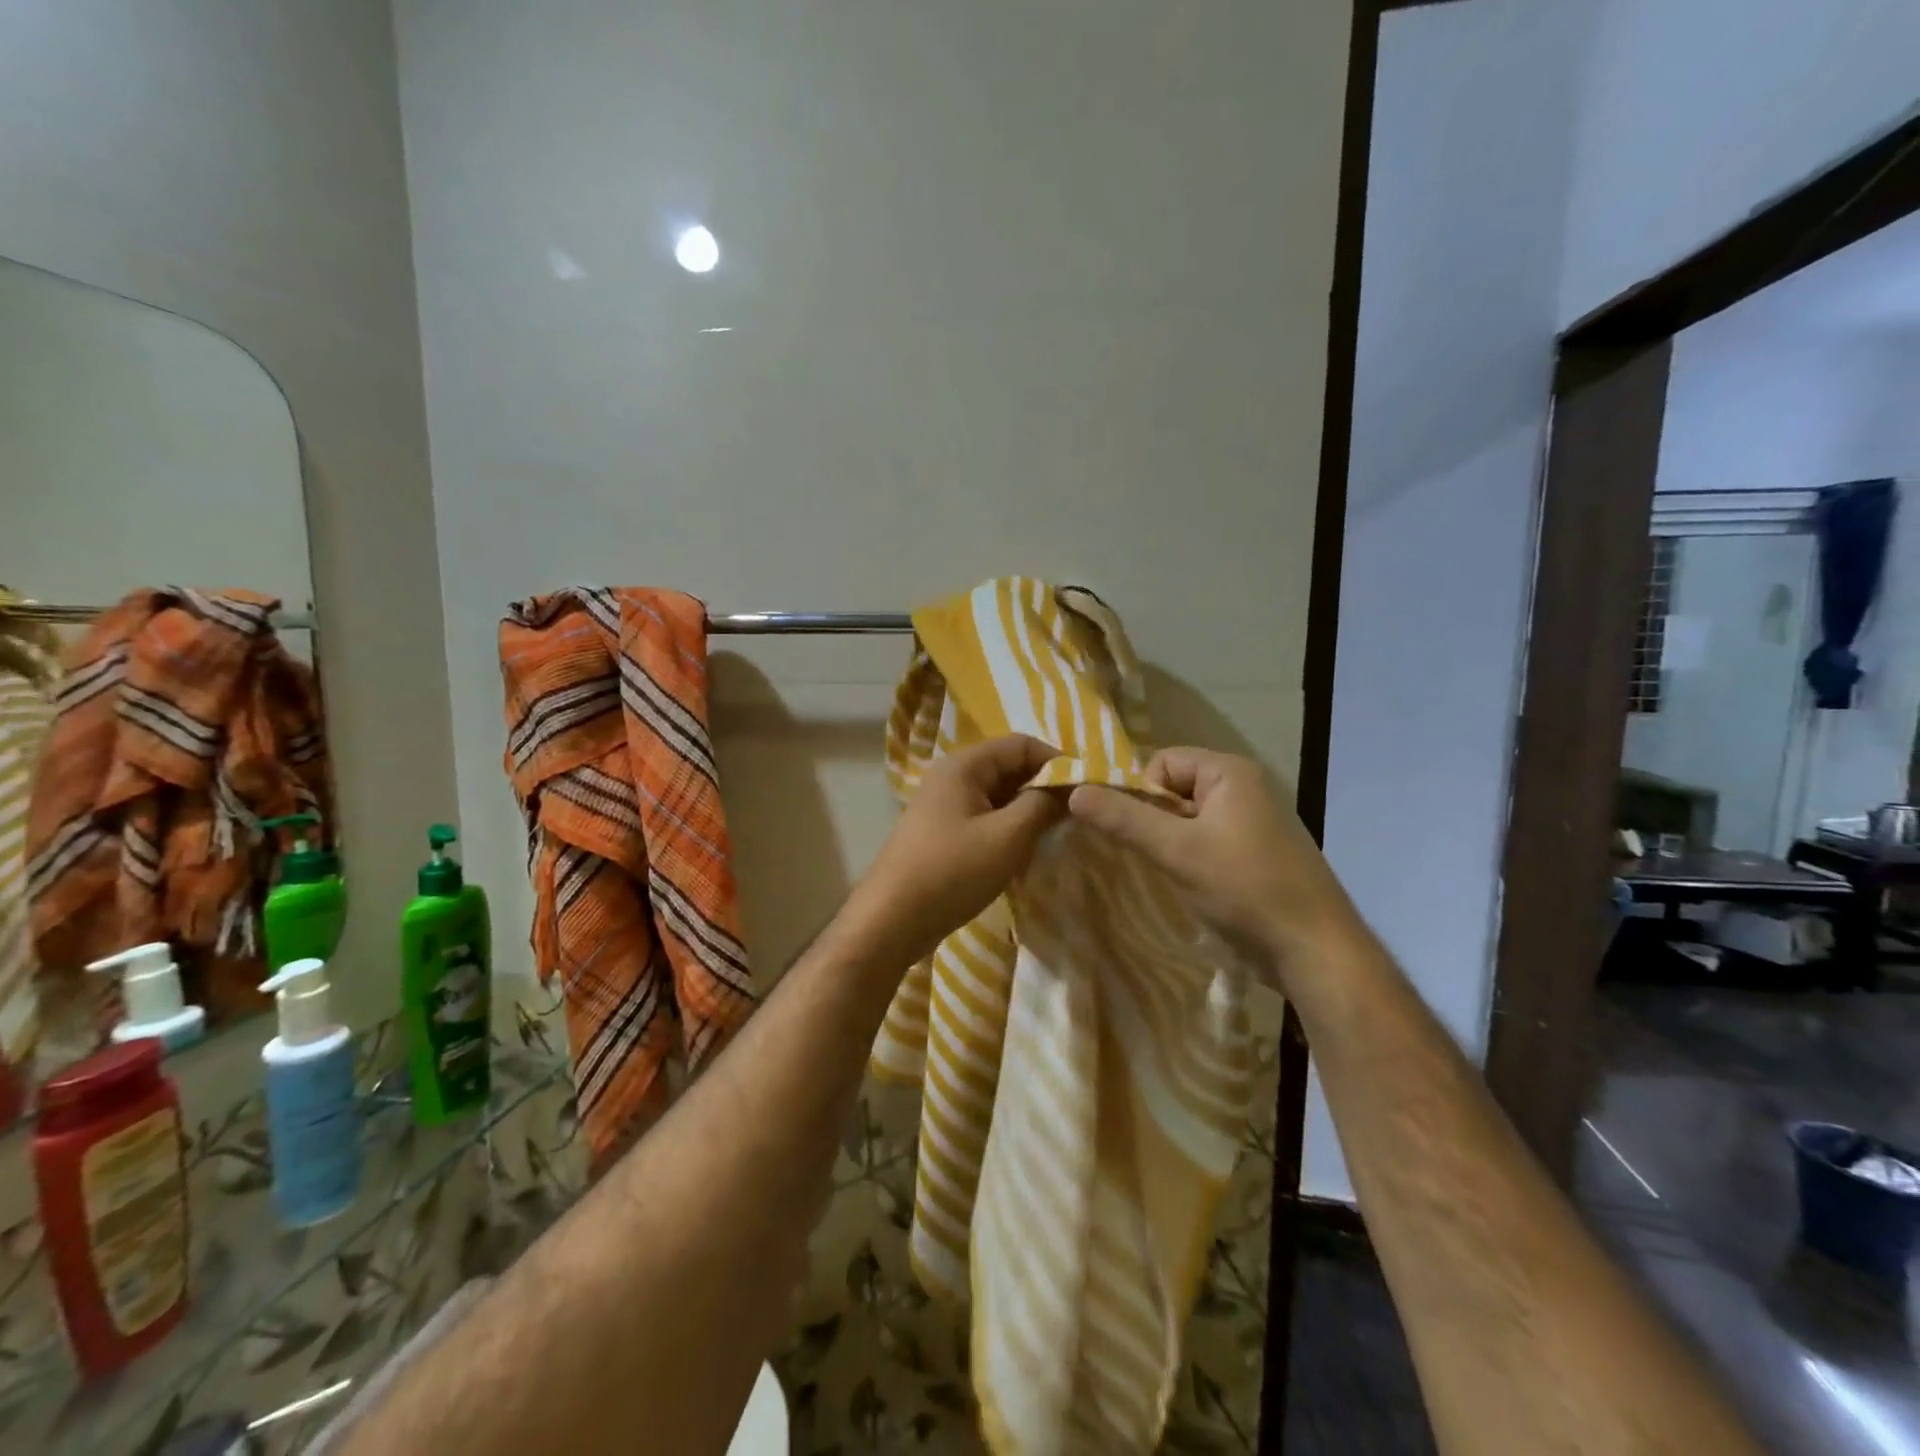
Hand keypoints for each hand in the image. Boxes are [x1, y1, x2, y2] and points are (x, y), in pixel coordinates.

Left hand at [848, 735, 1064, 965]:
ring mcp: (944, 805)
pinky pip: (985, 817)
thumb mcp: (1007, 837)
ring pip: (998, 794)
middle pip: (1009, 767)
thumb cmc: (952, 871)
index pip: (1021, 744)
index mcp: (964, 765)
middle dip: (1044, 786)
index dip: (1057, 760)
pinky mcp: (943, 832)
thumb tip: (1071, 787)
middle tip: (1078, 813)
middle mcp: (952, 776)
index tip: (1087, 789)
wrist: (891, 920)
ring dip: (1028, 809)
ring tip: (1058, 832)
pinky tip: (1027, 849)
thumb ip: (1042, 805)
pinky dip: (1008, 827)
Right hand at [1067, 747, 1363, 989]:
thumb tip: (1073, 790)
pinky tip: (1193, 888)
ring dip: (1170, 844)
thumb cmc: (1245, 888)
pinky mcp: (1256, 855)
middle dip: (1153, 821)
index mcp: (1230, 772)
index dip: (1140, 793)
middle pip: (1173, 790)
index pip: (1161, 763)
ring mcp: (1253, 823)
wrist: (1316, 951)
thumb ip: (1124, 818)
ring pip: (1188, 820)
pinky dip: (1191, 860)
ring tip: (1172, 875)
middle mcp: (1244, 788)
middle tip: (1153, 857)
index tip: (1141, 834)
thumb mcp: (1176, 850)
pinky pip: (1207, 842)